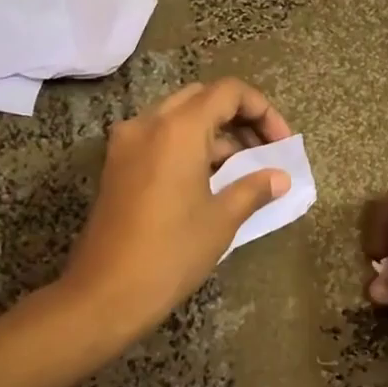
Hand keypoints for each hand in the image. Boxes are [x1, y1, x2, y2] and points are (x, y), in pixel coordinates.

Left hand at [62, 79, 292, 341]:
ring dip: (215, 133)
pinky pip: (161, 139)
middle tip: (265, 150)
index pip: (228, 93)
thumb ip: (254, 189)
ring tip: (245, 168)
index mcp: (178, 129)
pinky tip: (212, 179)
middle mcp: (148, 124)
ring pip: (180, 118)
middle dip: (239, 118)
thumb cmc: (171, 253)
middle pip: (203, 98)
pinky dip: (190, 147)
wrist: (105, 294)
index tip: (281, 143)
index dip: (263, 110)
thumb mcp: (222, 219)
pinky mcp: (118, 166)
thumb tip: (280, 178)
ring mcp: (127, 143)